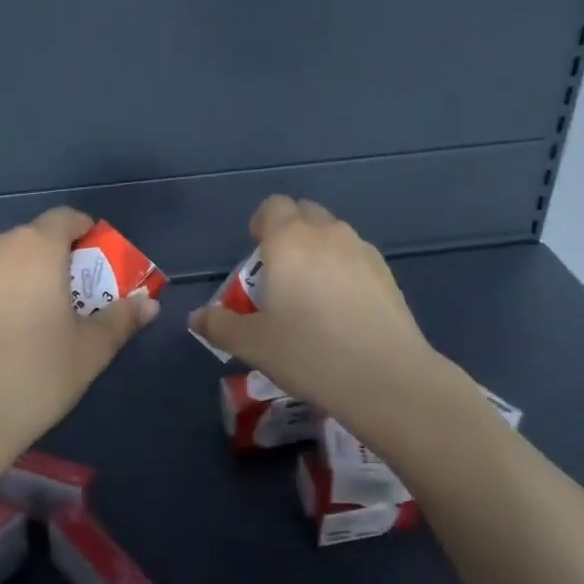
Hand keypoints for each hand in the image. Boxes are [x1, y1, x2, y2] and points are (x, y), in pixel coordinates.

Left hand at [0, 207, 157, 463]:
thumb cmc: (37, 374)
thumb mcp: (92, 349)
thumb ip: (122, 318)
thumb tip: (149, 303)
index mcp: (36, 247)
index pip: (66, 217)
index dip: (86, 233)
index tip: (98, 265)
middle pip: (35, 238)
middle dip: (58, 259)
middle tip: (75, 297)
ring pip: (6, 260)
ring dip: (26, 276)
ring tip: (38, 317)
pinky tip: (5, 334)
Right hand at [189, 196, 460, 432]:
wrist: (385, 377)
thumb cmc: (308, 353)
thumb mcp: (253, 344)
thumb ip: (220, 325)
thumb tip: (197, 317)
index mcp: (288, 240)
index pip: (273, 206)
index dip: (261, 223)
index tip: (257, 252)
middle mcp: (326, 233)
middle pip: (304, 212)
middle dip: (290, 231)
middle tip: (281, 272)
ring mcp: (361, 250)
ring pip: (333, 232)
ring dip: (318, 248)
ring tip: (313, 291)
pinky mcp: (386, 272)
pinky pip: (356, 255)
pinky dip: (344, 267)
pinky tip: (344, 307)